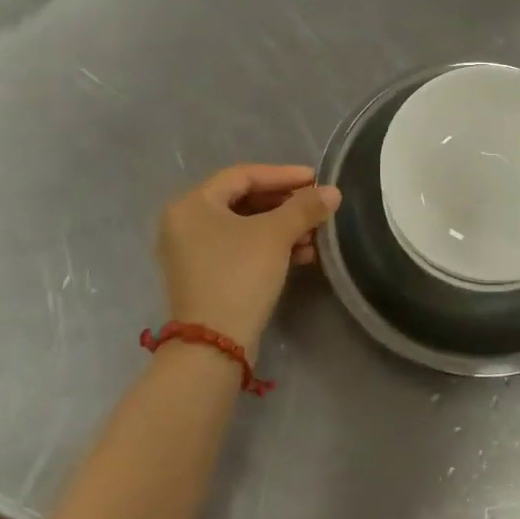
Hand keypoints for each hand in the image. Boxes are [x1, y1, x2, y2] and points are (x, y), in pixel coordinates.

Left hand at [158, 165, 341, 353]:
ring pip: (246, 226)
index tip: (316, 178)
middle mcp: (186, 223)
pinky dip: (270, 246)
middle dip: (286, 204)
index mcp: (193, 204)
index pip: (243, 175)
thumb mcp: (276, 235)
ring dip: (283, 227)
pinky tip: (301, 254)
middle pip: (244, 200)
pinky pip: (241, 248)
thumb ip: (305, 207)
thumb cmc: (239, 275)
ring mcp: (193, 252)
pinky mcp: (206, 275)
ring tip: (315, 234)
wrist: (214, 344)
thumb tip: (333, 192)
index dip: (283, 174)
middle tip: (317, 206)